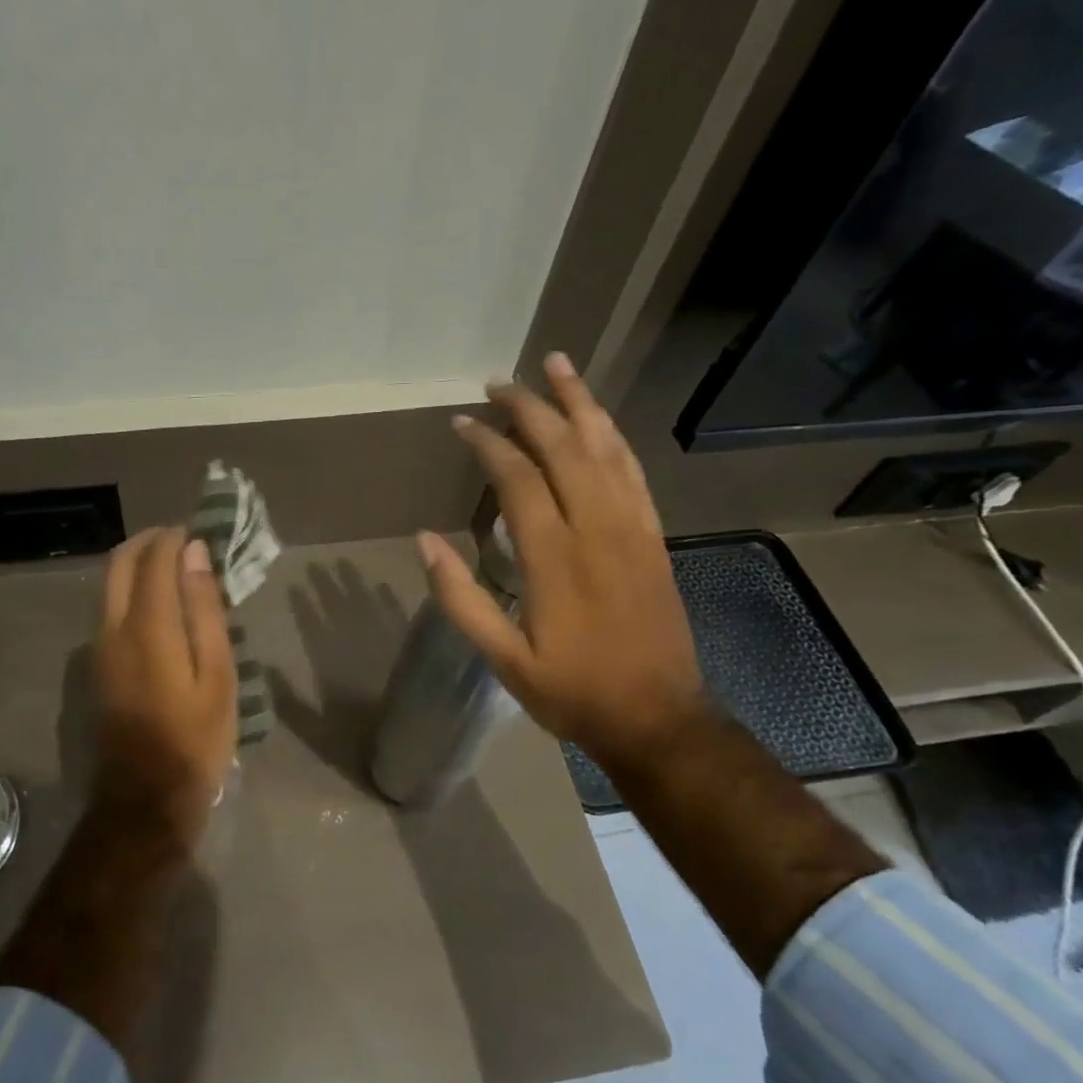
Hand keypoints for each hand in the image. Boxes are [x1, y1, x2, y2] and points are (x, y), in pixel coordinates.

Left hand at [92, 526, 237, 846]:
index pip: (153, 560)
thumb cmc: (196, 737)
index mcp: (147, 627)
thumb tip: (195, 554)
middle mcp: (113, 628)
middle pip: (119, 563)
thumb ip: (203, 609)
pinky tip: (162, 607)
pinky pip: (111, 609)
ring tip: (177, 571)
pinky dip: (133, 591)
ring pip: (110, 586)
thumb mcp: (216, 673)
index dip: (174, 538)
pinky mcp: (98, 665)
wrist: (146, 796)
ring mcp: (99, 647)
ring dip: (139, 565)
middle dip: (148, 542)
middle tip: (183, 541)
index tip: (198, 530)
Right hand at [418, 353, 707, 777]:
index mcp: (554, 555)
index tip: (462, 422)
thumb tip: (425, 541)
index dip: (488, 443)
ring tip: (557, 365)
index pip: (517, 476)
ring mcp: (632, 527)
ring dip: (579, 402)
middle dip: (529, 407)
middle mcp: (596, 527)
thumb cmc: (572, 690)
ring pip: (605, 447)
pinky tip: (600, 419)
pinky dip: (614, 437)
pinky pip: (634, 471)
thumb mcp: (503, 657)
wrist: (657, 717)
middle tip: (499, 383)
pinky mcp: (653, 536)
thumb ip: (461, 597)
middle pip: (563, 446)